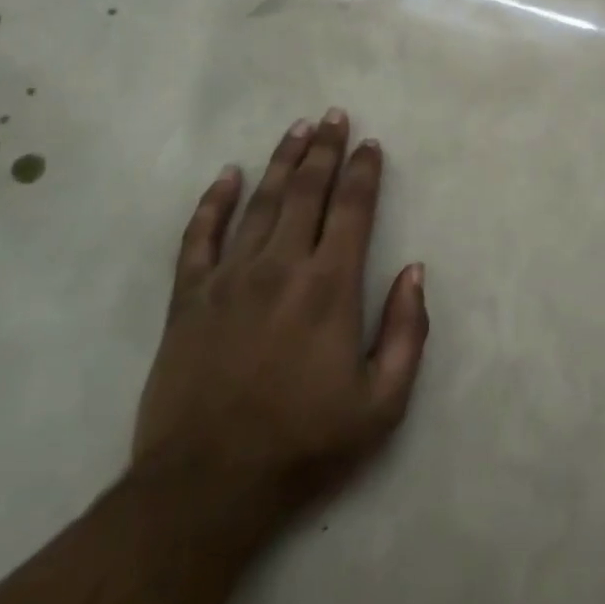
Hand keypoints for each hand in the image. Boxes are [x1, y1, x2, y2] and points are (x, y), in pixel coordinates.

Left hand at [133, 110, 428, 517]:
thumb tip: (415, 271)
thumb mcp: (382, 403)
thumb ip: (407, 332)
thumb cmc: (304, 444)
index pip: (353, 209)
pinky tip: (226, 175)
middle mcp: (281, 266)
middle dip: (325, 150)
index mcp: (330, 287)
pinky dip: (213, 202)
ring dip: (281, 161)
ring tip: (297, 129)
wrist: (207, 487)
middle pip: (307, 191)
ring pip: (259, 202)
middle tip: (334, 116)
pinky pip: (199, 237)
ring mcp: (230, 278)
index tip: (371, 144)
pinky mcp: (188, 298)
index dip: (364, 172)